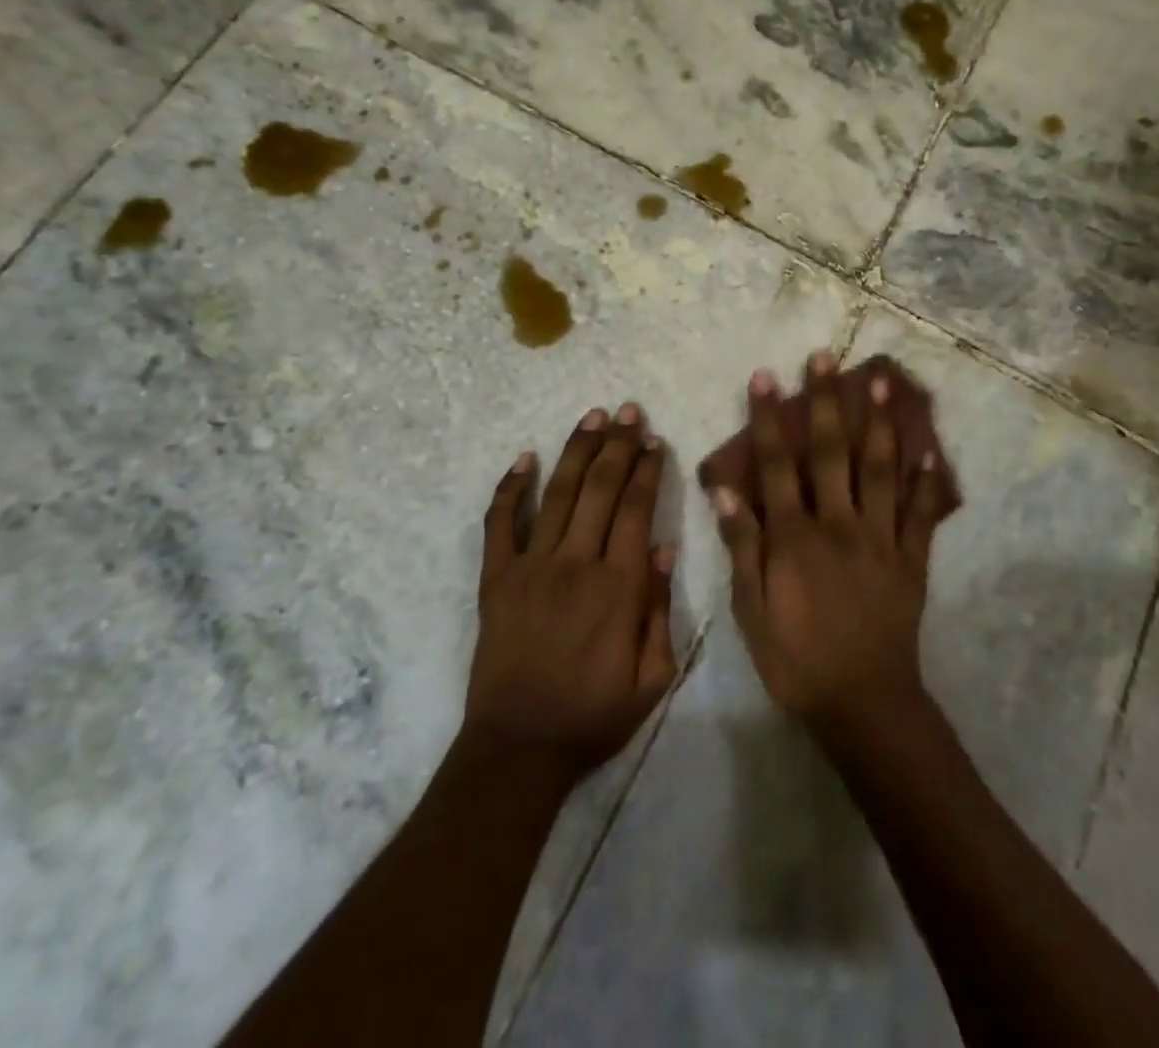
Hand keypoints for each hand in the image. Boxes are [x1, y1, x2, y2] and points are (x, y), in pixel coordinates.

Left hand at [465, 403, 677, 781]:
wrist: (520, 748)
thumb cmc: (593, 716)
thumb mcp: (652, 678)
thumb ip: (660, 609)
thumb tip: (663, 547)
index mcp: (618, 587)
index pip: (636, 509)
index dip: (647, 470)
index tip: (654, 440)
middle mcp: (576, 564)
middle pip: (600, 489)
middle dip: (617, 445)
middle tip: (628, 410)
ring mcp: (531, 567)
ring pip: (558, 494)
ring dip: (576, 451)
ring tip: (592, 416)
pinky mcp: (496, 579)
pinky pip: (500, 524)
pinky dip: (510, 489)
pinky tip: (523, 459)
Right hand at [714, 353, 950, 738]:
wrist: (864, 704)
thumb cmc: (797, 660)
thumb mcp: (751, 611)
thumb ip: (742, 547)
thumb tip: (725, 490)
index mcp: (796, 537)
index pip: (778, 465)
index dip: (769, 419)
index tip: (765, 378)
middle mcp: (839, 525)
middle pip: (832, 453)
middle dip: (826, 402)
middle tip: (825, 358)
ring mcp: (880, 539)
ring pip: (880, 470)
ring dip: (880, 423)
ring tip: (885, 382)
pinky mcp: (910, 560)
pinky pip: (920, 514)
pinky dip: (925, 482)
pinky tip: (929, 452)